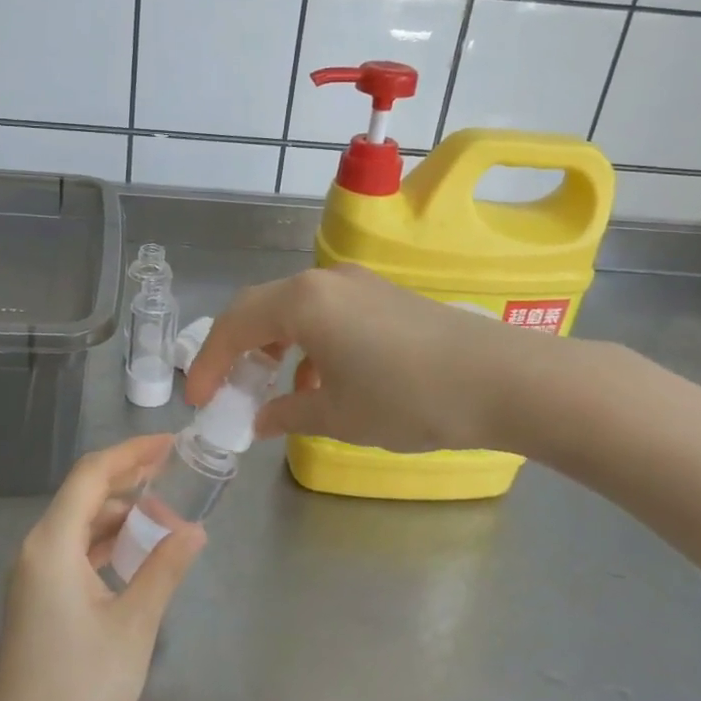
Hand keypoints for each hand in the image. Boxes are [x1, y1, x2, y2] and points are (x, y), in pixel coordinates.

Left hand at [0, 435, 206, 700]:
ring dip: (119, 515)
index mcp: (52, 545)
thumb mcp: (134, 625)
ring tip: (164, 515)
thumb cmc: (81, 690)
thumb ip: (164, 569)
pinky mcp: (36, 601)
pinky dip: (105, 543)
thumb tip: (194, 530)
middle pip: (83, 495)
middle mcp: (35, 550)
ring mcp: (32, 577)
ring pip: (78, 524)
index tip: (171, 444)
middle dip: (129, 480)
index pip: (92, 476)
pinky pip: (73, 552)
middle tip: (175, 474)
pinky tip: (135, 553)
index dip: (132, 453)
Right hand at [184, 264, 585, 454]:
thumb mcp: (338, 416)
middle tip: (229, 389)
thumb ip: (288, 414)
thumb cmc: (407, 398)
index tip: (199, 400)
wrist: (501, 380)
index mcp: (301, 302)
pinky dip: (309, 343)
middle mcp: (323, 280)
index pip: (234, 324)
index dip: (209, 363)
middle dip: (238, 349)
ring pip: (294, 309)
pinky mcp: (383, 296)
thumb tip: (260, 420)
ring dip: (275, 346)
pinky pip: (326, 313)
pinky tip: (322, 380)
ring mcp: (357, 284)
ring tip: (275, 389)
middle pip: (261, 308)